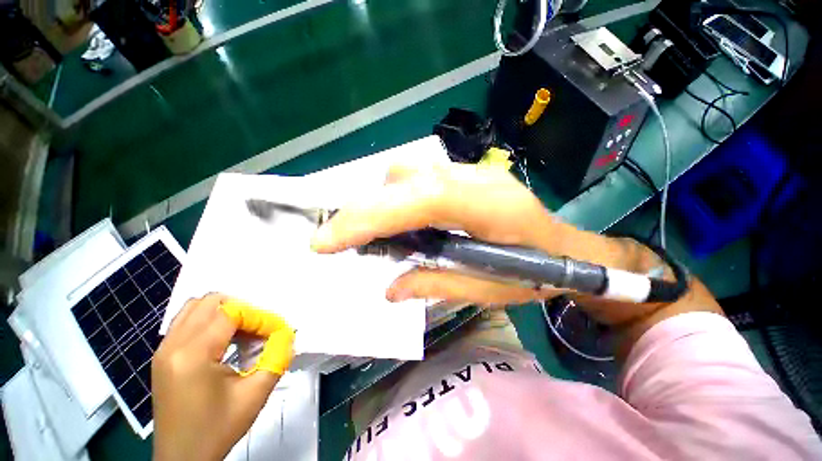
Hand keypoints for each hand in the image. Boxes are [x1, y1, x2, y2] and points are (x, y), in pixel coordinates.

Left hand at [152, 293, 294, 460]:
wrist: (183, 459)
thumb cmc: (217, 429)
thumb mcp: (255, 394)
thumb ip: (277, 356)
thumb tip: (287, 333)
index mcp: (193, 354)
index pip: (231, 313)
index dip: (259, 317)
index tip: (274, 333)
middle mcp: (172, 345)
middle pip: (210, 301)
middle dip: (241, 309)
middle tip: (257, 329)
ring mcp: (163, 350)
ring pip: (195, 307)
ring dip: (223, 313)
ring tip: (242, 333)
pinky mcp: (162, 357)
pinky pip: (186, 322)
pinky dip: (209, 322)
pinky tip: (223, 342)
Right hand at [311, 163, 573, 306]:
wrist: (570, 248)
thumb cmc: (538, 274)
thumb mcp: (488, 290)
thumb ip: (437, 284)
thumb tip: (390, 289)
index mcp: (489, 207)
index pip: (418, 200)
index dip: (369, 217)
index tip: (327, 241)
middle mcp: (476, 179)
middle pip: (407, 178)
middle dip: (366, 209)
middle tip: (340, 239)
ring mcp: (471, 172)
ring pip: (410, 173)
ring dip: (383, 202)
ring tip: (374, 234)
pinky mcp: (466, 176)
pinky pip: (421, 178)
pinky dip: (399, 198)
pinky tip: (402, 222)